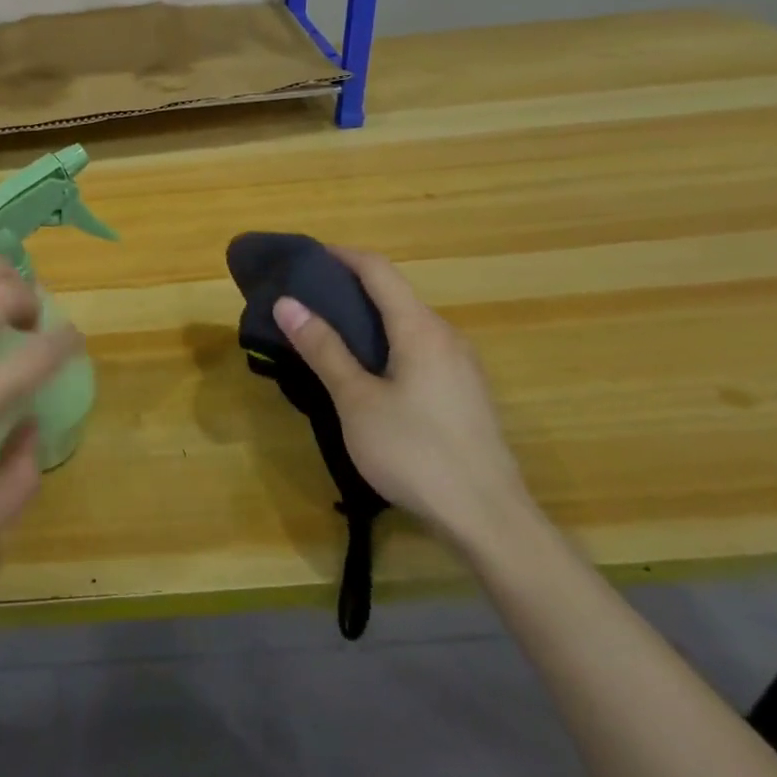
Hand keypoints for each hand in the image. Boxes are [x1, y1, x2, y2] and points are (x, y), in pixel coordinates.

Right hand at [273, 247, 527, 548]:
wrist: (490, 521)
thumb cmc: (416, 452)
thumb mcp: (356, 400)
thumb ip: (323, 348)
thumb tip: (287, 302)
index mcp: (421, 329)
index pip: (378, 270)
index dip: (341, 256)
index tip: (305, 256)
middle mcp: (447, 336)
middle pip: (395, 294)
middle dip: (349, 288)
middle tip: (306, 299)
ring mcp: (462, 366)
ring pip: (408, 324)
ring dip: (368, 318)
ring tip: (327, 333)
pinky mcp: (466, 393)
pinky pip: (420, 348)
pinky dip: (387, 343)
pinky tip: (366, 372)